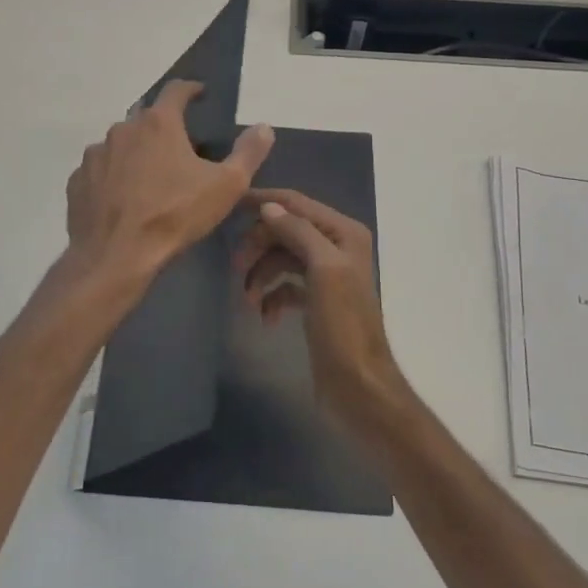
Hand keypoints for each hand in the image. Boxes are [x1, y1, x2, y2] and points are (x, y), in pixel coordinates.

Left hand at [65, 80, 273, 280]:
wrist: (116, 257)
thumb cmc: (175, 216)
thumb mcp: (226, 186)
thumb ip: (248, 153)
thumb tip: (264, 127)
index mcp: (158, 124)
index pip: (176, 90)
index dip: (191, 89)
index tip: (199, 94)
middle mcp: (122, 129)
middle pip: (146, 118)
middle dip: (163, 127)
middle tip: (180, 148)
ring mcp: (95, 154)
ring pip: (120, 144)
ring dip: (136, 152)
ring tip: (150, 177)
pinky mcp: (77, 180)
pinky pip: (100, 170)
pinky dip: (113, 176)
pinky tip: (123, 198)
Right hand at [233, 188, 408, 427]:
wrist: (358, 386)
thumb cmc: (343, 325)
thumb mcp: (324, 270)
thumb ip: (298, 232)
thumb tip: (268, 206)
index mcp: (343, 233)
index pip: (296, 204)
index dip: (263, 200)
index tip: (229, 204)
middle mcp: (336, 247)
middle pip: (285, 230)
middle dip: (259, 245)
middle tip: (236, 267)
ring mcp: (326, 275)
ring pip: (281, 259)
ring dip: (261, 274)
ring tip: (248, 300)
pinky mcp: (315, 302)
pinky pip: (284, 286)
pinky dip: (271, 297)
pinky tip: (266, 316)